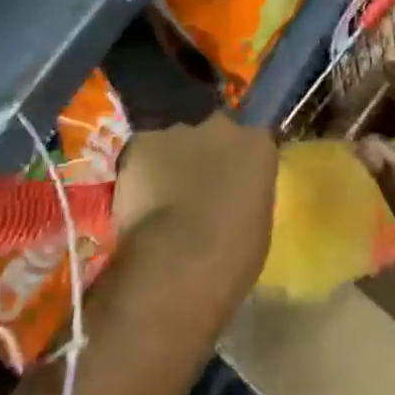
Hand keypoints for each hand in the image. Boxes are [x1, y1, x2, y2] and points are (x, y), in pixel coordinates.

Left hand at [112, 114, 277, 307]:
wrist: (176, 266)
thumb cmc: (229, 260)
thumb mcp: (256, 229)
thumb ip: (246, 199)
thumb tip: (233, 199)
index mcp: (258, 145)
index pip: (253, 143)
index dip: (239, 166)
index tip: (232, 188)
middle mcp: (222, 127)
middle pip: (215, 133)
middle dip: (207, 155)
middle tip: (198, 191)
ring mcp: (180, 132)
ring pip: (177, 143)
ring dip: (173, 164)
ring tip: (162, 202)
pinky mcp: (143, 143)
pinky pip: (143, 153)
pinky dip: (141, 173)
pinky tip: (137, 202)